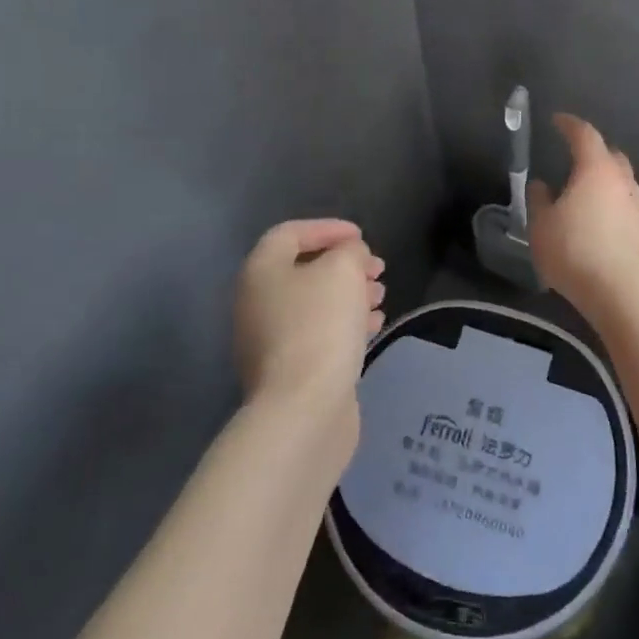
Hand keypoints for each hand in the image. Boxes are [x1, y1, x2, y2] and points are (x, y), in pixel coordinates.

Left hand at [234, 220, 385, 420]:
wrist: (304, 409)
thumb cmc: (320, 326)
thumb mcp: (342, 271)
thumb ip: (349, 252)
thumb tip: (349, 255)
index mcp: (261, 271)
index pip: (290, 233)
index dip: (327, 228)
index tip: (361, 237)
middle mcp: (257, 302)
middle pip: (303, 270)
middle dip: (344, 265)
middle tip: (377, 269)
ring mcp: (270, 340)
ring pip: (314, 304)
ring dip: (350, 294)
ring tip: (381, 296)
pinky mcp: (289, 371)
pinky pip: (319, 334)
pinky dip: (346, 324)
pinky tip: (374, 326)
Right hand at [528, 113, 638, 312]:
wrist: (621, 292)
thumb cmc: (574, 251)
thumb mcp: (541, 225)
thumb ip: (539, 200)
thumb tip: (541, 185)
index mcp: (595, 170)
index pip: (584, 134)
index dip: (569, 124)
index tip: (557, 120)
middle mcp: (622, 180)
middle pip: (611, 155)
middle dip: (593, 151)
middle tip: (573, 157)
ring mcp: (638, 205)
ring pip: (621, 181)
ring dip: (604, 181)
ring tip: (584, 194)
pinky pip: (626, 205)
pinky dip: (612, 204)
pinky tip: (599, 221)